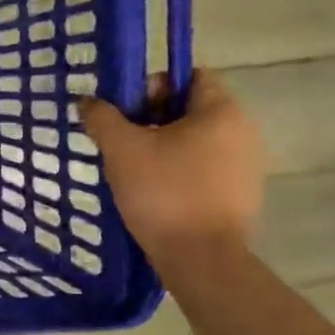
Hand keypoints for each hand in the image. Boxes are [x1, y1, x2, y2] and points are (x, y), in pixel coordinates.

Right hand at [78, 70, 264, 260]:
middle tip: (120, 140)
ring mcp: (246, 165)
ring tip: (131, 168)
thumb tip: (88, 101)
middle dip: (151, 119)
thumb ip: (102, 118)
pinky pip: (203, 168)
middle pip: (191, 109)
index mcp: (221, 111)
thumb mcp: (122, 149)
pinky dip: (177, 171)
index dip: (153, 85)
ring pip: (195, 141)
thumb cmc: (164, 191)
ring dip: (162, 146)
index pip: (190, 76)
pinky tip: (153, 191)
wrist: (201, 258)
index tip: (125, 111)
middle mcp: (243, 131)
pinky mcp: (239, 195)